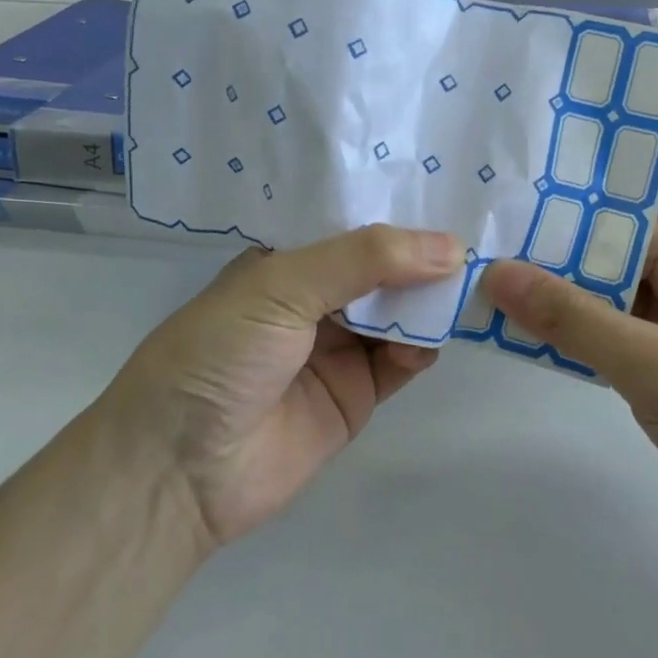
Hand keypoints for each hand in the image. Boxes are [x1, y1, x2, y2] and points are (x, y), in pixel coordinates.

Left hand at [101, 225, 463, 547]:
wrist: (179, 471)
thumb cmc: (218, 356)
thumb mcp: (281, 286)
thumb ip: (364, 259)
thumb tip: (451, 247)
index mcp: (285, 263)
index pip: (350, 225)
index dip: (395, 210)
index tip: (448, 186)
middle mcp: (314, 301)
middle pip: (381, 269)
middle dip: (422, 255)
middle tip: (478, 233)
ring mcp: (337, 349)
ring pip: (398, 313)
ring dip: (428, 300)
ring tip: (471, 280)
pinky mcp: (357, 395)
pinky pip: (402, 362)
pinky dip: (423, 346)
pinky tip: (436, 334)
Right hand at [481, 223, 657, 558]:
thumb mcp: (656, 367)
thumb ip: (574, 320)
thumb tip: (497, 273)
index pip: (614, 230)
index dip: (552, 237)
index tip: (487, 244)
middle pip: (608, 268)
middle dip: (550, 279)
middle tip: (473, 280)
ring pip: (609, 309)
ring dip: (562, 317)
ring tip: (488, 311)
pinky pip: (621, 345)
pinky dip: (584, 349)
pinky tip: (536, 349)